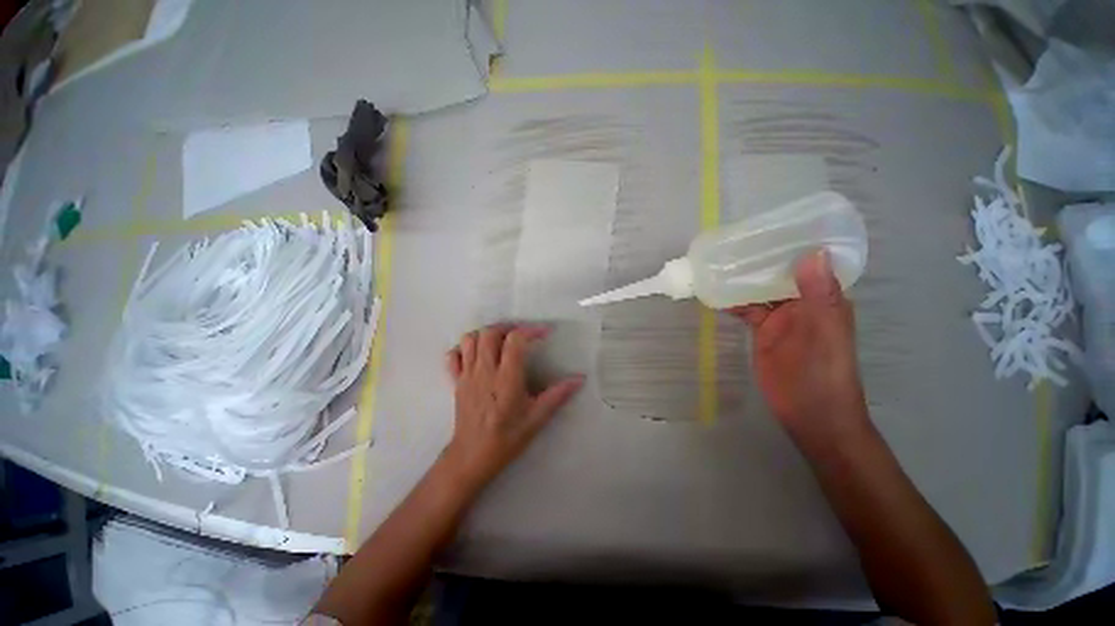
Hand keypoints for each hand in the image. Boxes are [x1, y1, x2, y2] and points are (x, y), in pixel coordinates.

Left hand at [442, 324, 584, 490]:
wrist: (472, 457)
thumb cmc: (507, 438)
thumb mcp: (537, 419)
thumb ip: (557, 395)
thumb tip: (579, 379)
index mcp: (506, 378)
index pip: (515, 340)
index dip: (531, 330)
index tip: (545, 333)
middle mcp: (485, 370)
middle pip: (490, 333)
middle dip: (507, 327)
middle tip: (521, 335)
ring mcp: (467, 375)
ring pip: (470, 340)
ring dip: (485, 335)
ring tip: (500, 342)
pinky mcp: (456, 382)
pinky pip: (453, 356)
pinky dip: (464, 349)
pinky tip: (476, 356)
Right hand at [730, 250, 867, 440]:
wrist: (810, 415)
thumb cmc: (824, 375)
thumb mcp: (824, 334)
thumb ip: (818, 296)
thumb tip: (812, 251)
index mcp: (823, 297)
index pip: (809, 261)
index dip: (793, 242)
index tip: (770, 224)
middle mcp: (802, 301)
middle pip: (779, 272)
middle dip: (760, 257)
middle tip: (733, 239)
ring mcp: (780, 317)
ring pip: (760, 289)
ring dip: (743, 277)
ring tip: (719, 261)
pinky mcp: (763, 330)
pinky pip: (746, 309)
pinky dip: (732, 300)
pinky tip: (715, 292)